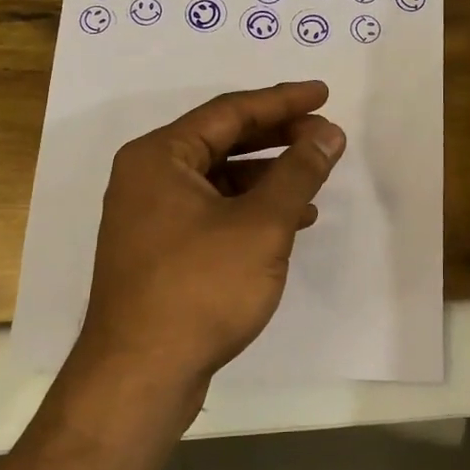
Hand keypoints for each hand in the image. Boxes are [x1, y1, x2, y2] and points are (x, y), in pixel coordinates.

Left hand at [75, 81, 344, 411]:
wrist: (142, 375)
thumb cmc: (201, 288)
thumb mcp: (262, 224)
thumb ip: (298, 172)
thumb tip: (328, 133)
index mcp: (160, 156)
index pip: (230, 111)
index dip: (282, 101)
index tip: (323, 95)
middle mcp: (147, 178)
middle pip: (222, 140)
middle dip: (277, 137)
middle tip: (324, 135)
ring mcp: (150, 217)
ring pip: (219, 179)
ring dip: (268, 176)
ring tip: (314, 178)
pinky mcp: (160, 252)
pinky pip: (213, 212)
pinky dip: (251, 210)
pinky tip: (290, 221)